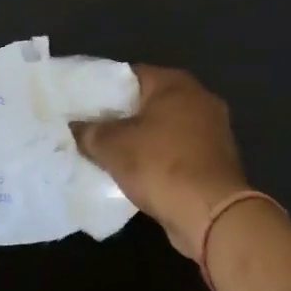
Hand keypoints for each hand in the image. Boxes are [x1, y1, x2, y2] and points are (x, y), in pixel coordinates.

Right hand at [72, 65, 249, 259]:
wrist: (210, 215)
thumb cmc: (160, 166)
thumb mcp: (112, 146)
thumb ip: (88, 131)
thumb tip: (74, 127)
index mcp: (176, 84)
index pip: (129, 75)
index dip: (102, 89)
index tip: (81, 104)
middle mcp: (199, 99)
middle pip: (148, 101)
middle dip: (120, 115)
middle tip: (90, 128)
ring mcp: (212, 130)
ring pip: (164, 128)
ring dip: (140, 139)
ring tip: (108, 152)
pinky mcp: (216, 160)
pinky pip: (177, 151)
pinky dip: (158, 158)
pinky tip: (136, 172)